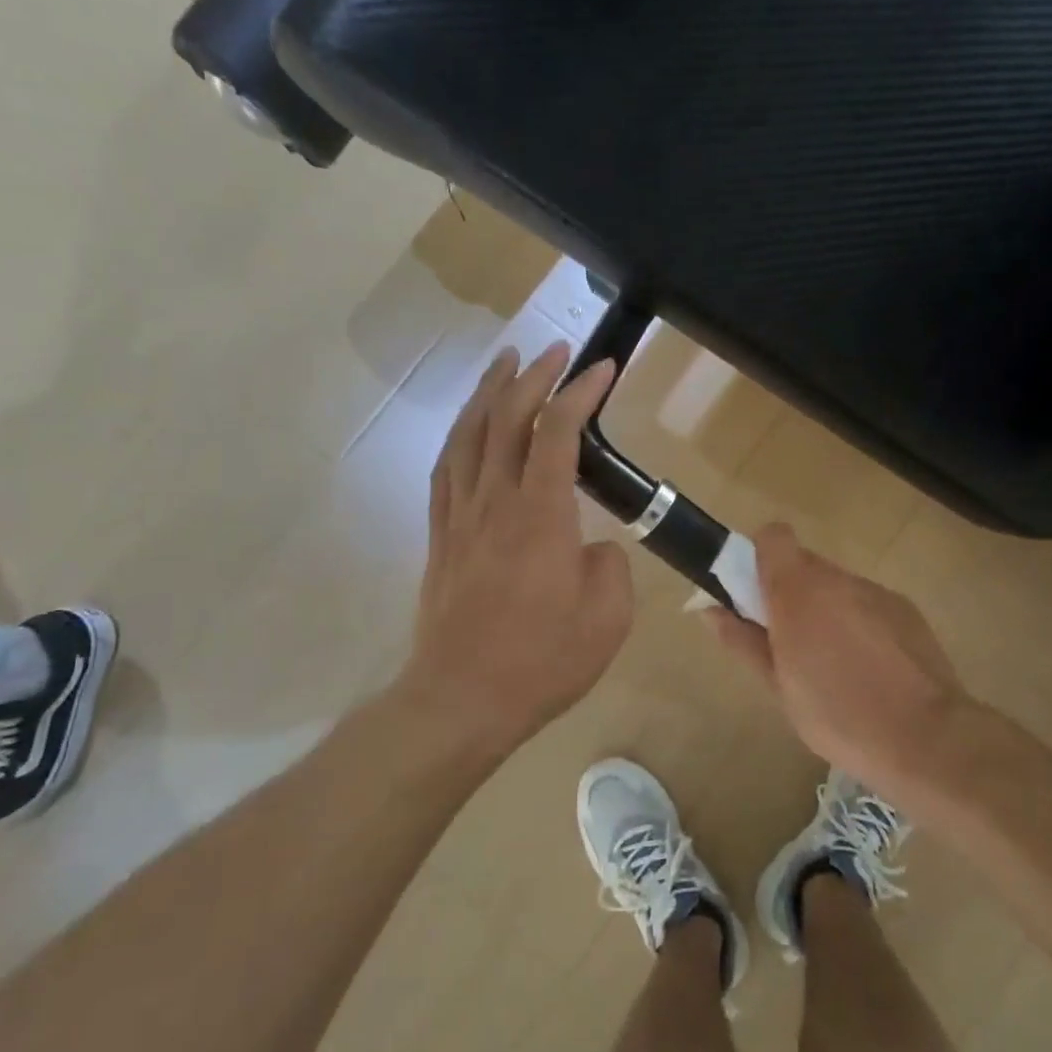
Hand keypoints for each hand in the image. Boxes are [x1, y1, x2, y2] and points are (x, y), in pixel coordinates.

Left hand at [396, 342, 634, 752]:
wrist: (461, 700)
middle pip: (506, 418)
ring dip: (488, 392)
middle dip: (533, 376)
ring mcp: (460, 517)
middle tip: (555, 351)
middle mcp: (495, 502)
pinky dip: (460, 435)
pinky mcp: (441, 537)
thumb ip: (610, 567)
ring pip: (468, 435)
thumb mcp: (608, 619)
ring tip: (504, 362)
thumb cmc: (541, 662)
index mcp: (541, 515)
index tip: (604, 367)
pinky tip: (468, 426)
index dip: (581, 391)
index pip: (559, 431)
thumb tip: (592, 546)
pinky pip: (445, 470)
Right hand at [706, 524, 973, 796]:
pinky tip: (868, 669)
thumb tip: (711, 611)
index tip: (754, 597)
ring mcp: (877, 592)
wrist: (925, 737)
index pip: (773, 537)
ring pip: (837, 586)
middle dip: (790, 593)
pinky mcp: (906, 610)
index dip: (759, 557)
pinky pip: (868, 604)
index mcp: (798, 590)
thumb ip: (743, 641)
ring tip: (831, 663)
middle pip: (804, 564)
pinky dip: (858, 623)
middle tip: (787, 642)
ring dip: (825, 609)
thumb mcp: (778, 686)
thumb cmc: (837, 715)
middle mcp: (838, 579)